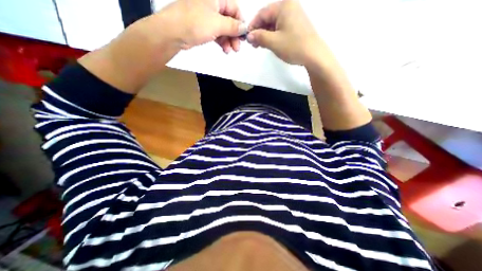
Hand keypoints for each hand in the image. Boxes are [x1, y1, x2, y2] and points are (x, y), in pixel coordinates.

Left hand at [158, 0, 246, 52]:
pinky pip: (216, 34)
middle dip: (234, 35)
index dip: (240, 23)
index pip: (234, 8)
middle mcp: (211, 5)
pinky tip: (225, 50)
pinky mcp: (203, 27)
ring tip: (230, 51)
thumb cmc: (195, 23)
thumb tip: (245, 28)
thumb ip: (233, 26)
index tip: (244, 36)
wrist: (173, 32)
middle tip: (237, 48)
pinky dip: (221, 42)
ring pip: (223, 29)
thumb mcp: (217, 24)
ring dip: (228, 41)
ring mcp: (206, 17)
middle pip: (229, 20)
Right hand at [249, 0, 323, 65]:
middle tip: (253, 44)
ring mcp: (294, 15)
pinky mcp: (296, 25)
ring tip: (260, 46)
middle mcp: (289, 6)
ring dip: (265, 34)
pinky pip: (281, 27)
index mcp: (283, 6)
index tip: (247, 38)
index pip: (262, 13)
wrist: (313, 55)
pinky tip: (269, 43)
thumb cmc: (293, 46)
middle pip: (268, 18)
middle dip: (259, 31)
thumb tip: (249, 36)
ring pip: (274, 24)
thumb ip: (259, 37)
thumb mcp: (273, 42)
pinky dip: (273, 35)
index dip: (253, 26)